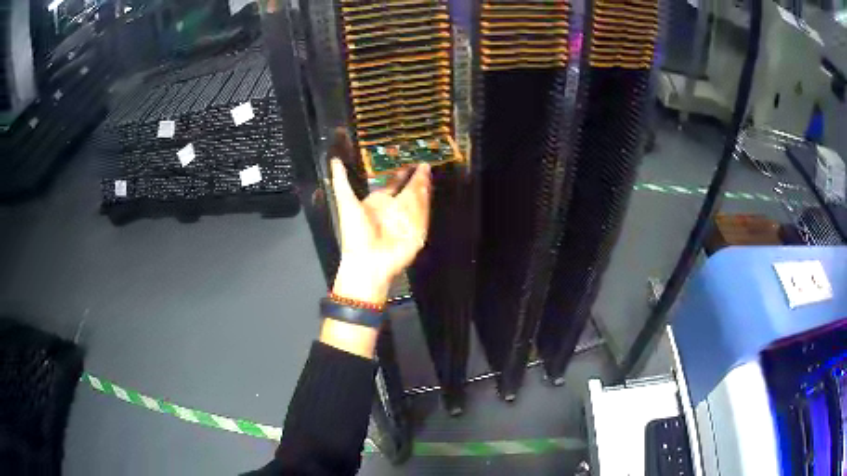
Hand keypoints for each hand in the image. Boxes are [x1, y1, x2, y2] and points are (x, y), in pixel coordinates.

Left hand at [330, 159, 431, 304]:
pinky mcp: (416, 233)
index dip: (400, 175)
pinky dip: (426, 203)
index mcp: (377, 203)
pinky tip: (429, 189)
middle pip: (408, 191)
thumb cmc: (355, 233)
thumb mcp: (346, 202)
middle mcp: (393, 210)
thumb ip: (342, 181)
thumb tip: (334, 160)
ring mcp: (406, 221)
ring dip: (423, 187)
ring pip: (417, 200)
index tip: (410, 164)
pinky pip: (423, 215)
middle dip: (416, 179)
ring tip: (428, 172)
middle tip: (425, 165)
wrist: (367, 261)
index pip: (392, 185)